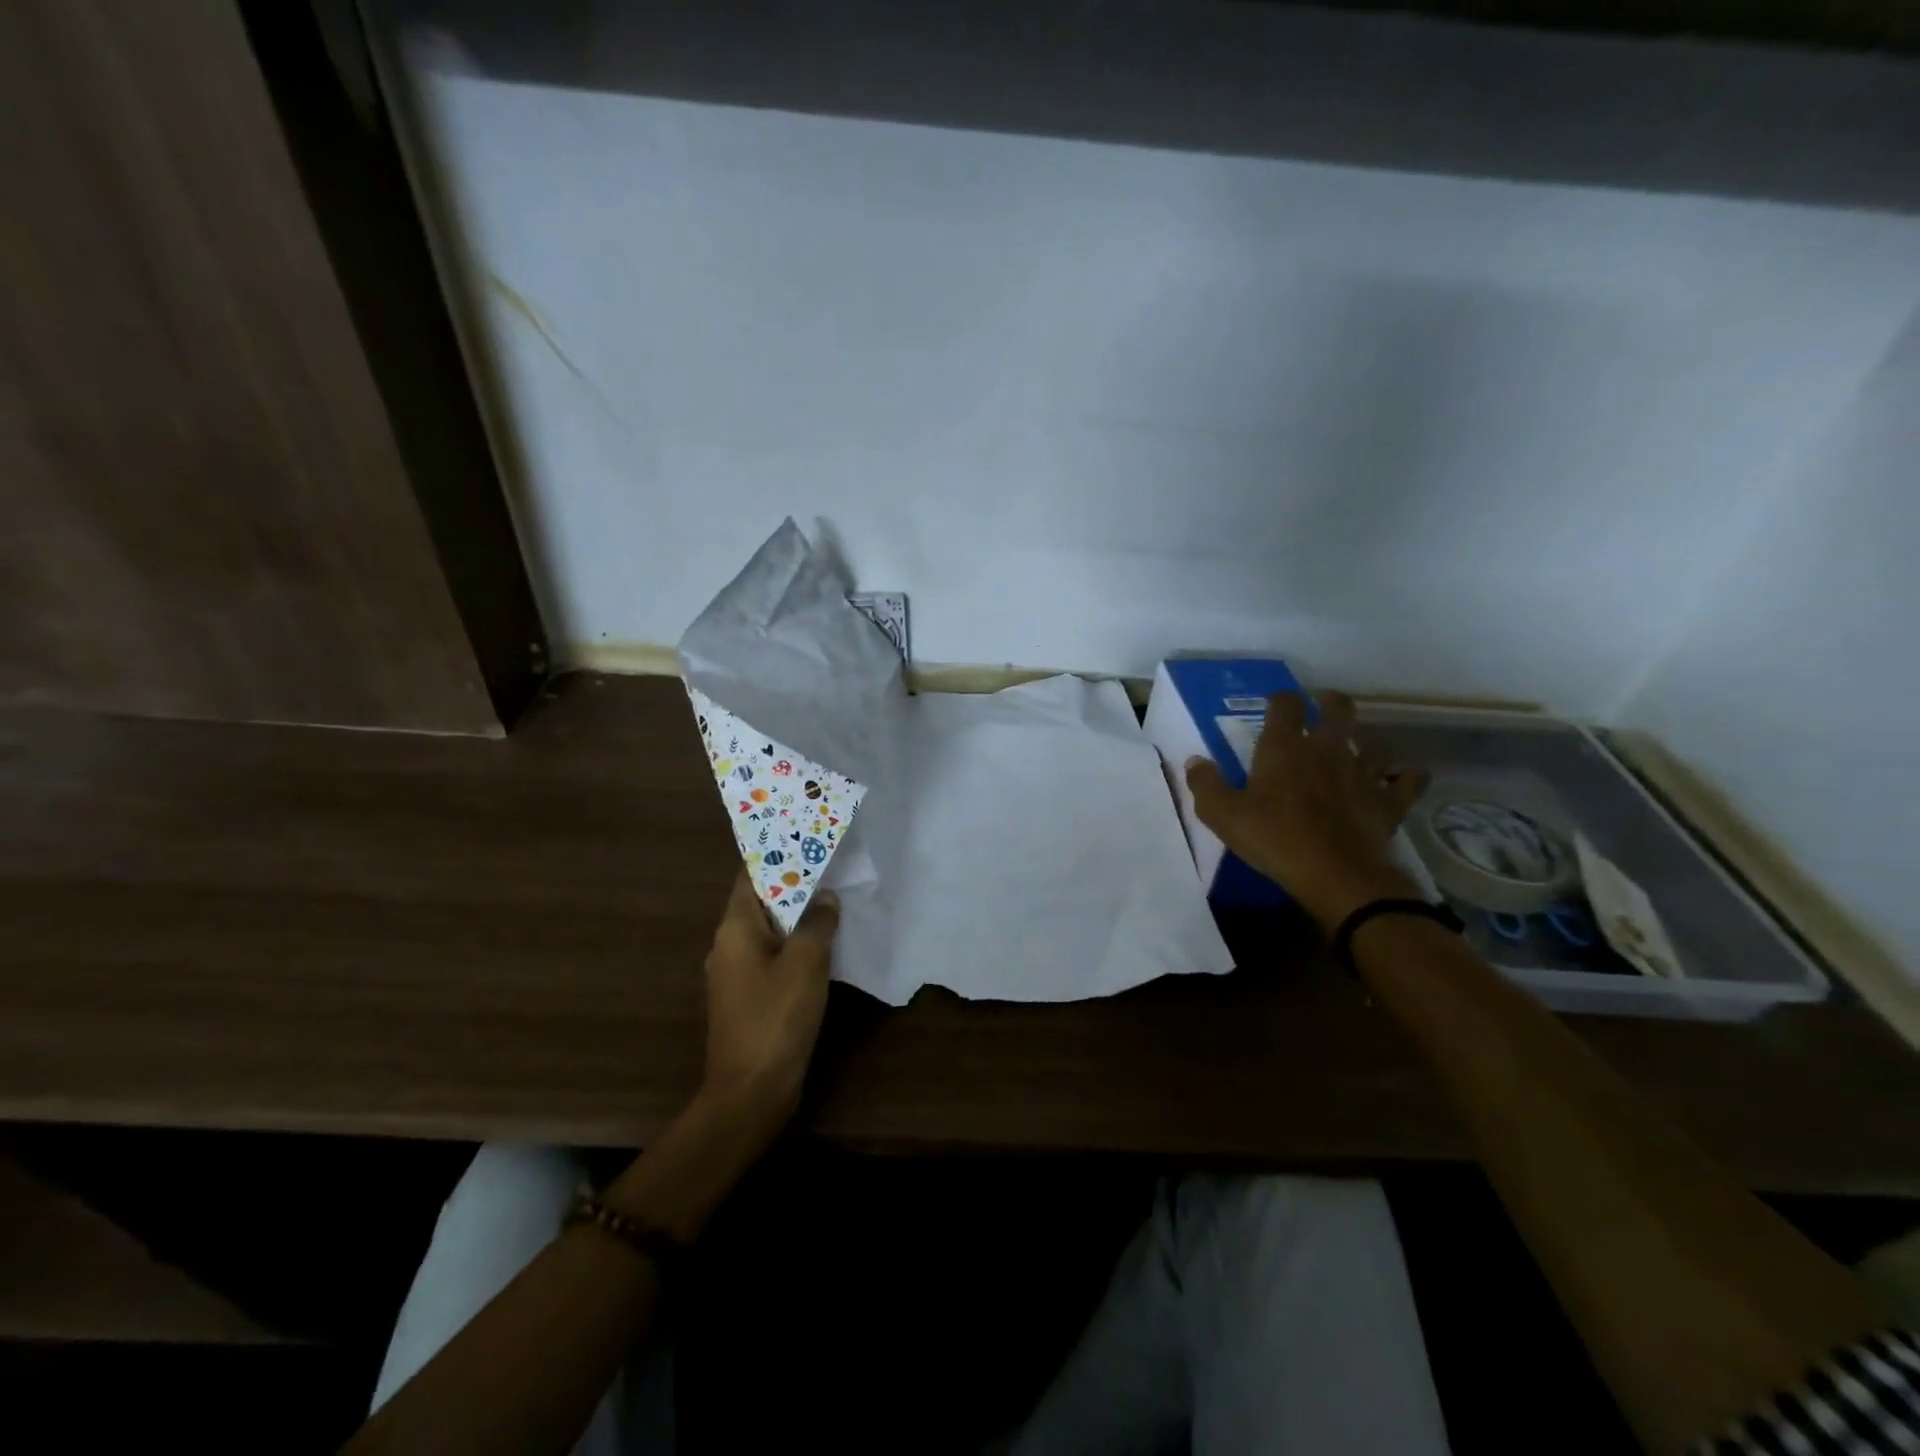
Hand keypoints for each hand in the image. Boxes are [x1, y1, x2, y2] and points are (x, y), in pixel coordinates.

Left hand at [697, 872, 840, 1135]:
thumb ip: (818, 922)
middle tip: (830, 864)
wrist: (751, 1092)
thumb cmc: (776, 1018)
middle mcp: (728, 945)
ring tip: (833, 897)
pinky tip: (824, 944)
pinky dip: (796, 944)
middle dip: (794, 883)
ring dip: (798, 915)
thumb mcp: (806, 963)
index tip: (805, 837)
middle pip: (761, 901)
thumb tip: (825, 898)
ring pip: (770, 930)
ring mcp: (737, 973)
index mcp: (734, 928)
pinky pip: (773, 956)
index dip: (776, 854)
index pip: (750, 876)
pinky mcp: (749, 997)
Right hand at [1186, 691, 1429, 930]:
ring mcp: (1363, 773)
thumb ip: (1205, 784)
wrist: (1336, 875)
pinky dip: (1406, 778)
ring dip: (1365, 743)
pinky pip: (1408, 781)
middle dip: (1330, 702)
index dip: (1280, 699)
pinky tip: (1403, 780)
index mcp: (1285, 747)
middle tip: (1322, 707)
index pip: (1286, 704)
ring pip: (1374, 744)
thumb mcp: (1222, 815)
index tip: (1274, 705)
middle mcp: (1327, 750)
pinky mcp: (1388, 801)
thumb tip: (1195, 761)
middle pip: (1338, 709)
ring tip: (1356, 750)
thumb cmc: (1274, 839)